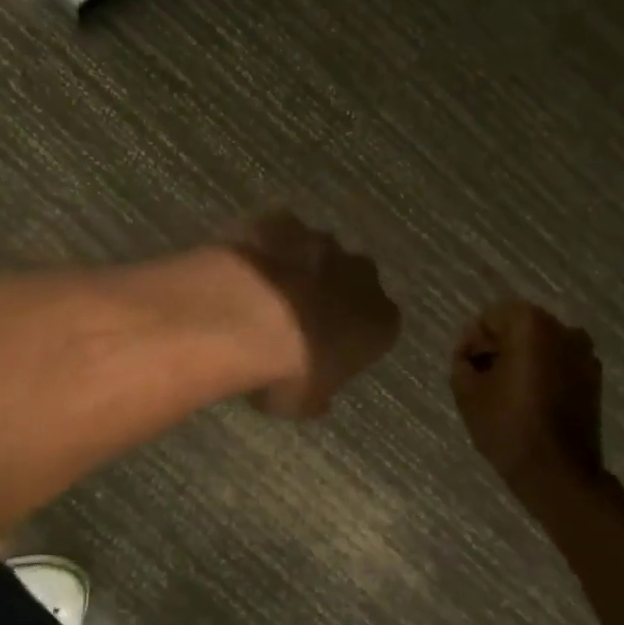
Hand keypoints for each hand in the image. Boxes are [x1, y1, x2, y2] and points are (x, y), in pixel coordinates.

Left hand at [231, 211, 400, 419]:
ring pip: (318, 253)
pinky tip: (244, 268)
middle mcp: (362, 276)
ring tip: (264, 293)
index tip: (331, 349)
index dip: (356, 336)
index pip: (381, 326)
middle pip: (355, 281)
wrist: (242, 318)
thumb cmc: (285, 372)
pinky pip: (279, 233)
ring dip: (300, 268)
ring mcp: (322, 242)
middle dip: (334, 294)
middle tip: (300, 318)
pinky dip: (267, 246)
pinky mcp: (281, 221)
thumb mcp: (303, 403)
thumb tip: (318, 399)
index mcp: (381, 321)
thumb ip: (317, 395)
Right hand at [450, 300, 605, 490]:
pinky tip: (525, 400)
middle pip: (518, 328)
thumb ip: (462, 362)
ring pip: (540, 346)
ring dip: (518, 360)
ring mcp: (584, 354)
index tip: (463, 368)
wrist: (558, 473)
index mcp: (531, 325)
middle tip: (477, 378)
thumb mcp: (468, 392)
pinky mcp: (593, 379)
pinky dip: (540, 373)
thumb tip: (469, 355)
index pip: (490, 319)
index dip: (471, 342)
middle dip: (496, 348)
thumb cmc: (508, 426)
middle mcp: (563, 329)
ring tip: (500, 391)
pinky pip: (558, 364)